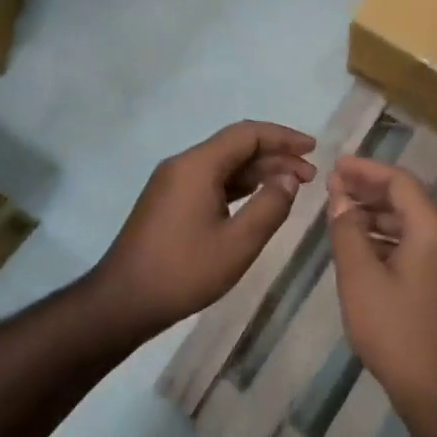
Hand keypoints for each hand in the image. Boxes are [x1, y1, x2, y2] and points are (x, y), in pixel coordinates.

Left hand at [85, 121, 315, 338]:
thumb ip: (270, 206)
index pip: (247, 134)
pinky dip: (240, 185)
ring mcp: (173, 183)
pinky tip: (259, 198)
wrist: (122, 302)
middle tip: (310, 175)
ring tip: (293, 186)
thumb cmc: (183, 272)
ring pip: (224, 164)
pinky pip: (211, 180)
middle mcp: (183, 165)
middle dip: (275, 155)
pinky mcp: (169, 202)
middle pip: (235, 146)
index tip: (313, 149)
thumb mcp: (238, 243)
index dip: (283, 137)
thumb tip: (289, 178)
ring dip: (259, 171)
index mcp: (197, 166)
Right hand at [326, 155, 436, 417]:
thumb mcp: (360, 278)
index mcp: (432, 229)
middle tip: (333, 186)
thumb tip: (340, 198)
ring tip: (341, 214)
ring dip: (377, 216)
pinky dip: (388, 240)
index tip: (335, 165)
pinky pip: (416, 247)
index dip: (365, 170)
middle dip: (369, 191)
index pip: (399, 182)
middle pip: (407, 201)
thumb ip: (347, 232)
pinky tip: (362, 248)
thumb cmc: (396, 330)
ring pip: (411, 225)